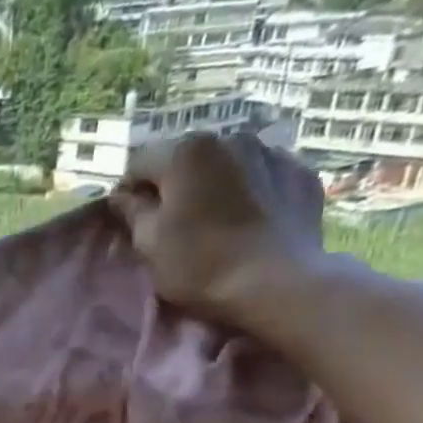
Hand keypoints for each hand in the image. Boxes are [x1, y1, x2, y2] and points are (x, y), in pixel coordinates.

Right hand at [111, 130, 328, 321]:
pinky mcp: (300, 173)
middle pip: (185, 160)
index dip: (129, 193)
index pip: (139, 164)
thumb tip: (123, 196)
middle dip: (174, 187)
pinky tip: (248, 222)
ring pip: (225, 165)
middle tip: (172, 226)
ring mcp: (271, 152)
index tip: (131, 222)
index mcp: (186, 152)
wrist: (278, 284)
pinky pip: (261, 177)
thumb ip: (132, 211)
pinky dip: (249, 192)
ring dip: (213, 186)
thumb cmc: (200, 263)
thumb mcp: (149, 242)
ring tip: (214, 222)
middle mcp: (230, 138)